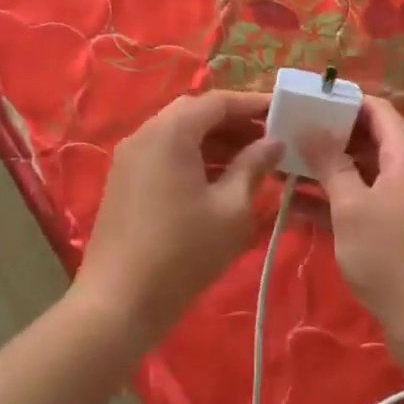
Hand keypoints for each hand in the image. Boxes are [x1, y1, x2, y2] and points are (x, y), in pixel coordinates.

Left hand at [72, 91, 282, 342]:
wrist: (119, 301)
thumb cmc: (183, 252)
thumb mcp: (231, 209)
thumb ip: (254, 167)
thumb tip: (273, 142)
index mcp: (170, 132)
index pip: (217, 102)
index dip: (253, 105)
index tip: (284, 113)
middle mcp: (144, 134)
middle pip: (195, 115)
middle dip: (235, 124)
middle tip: (271, 140)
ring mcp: (129, 159)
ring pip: (179, 136)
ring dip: (216, 144)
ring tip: (254, 163)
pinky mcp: (124, 182)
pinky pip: (164, 156)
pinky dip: (194, 160)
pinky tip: (221, 182)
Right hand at [303, 96, 403, 336]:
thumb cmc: (391, 255)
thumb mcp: (352, 205)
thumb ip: (330, 163)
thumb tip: (310, 126)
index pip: (376, 109)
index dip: (341, 102)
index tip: (304, 103)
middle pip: (365, 140)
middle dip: (326, 137)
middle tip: (284, 135)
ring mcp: (401, 202)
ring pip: (358, 173)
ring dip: (323, 171)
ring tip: (279, 167)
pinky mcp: (392, 229)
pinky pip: (359, 202)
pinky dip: (331, 201)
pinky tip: (291, 204)